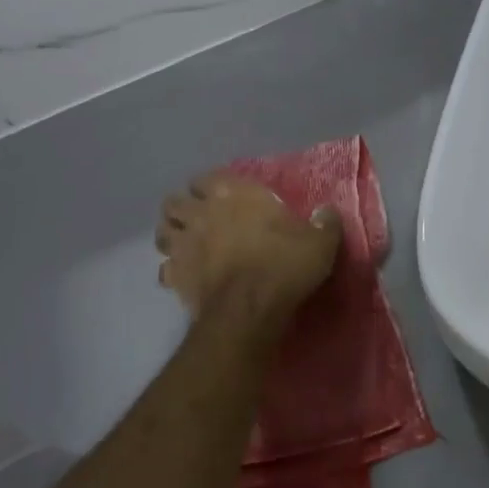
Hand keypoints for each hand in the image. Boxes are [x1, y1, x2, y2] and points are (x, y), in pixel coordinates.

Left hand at [155, 172, 340, 327]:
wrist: (250, 309)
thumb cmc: (283, 265)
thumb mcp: (319, 242)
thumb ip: (324, 223)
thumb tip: (326, 212)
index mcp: (232, 194)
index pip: (206, 178)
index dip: (211, 186)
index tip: (222, 196)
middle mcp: (201, 213)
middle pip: (174, 202)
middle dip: (183, 208)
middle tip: (199, 219)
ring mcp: (183, 245)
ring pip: (161, 232)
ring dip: (171, 235)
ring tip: (186, 244)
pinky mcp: (175, 277)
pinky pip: (164, 269)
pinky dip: (172, 271)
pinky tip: (186, 277)